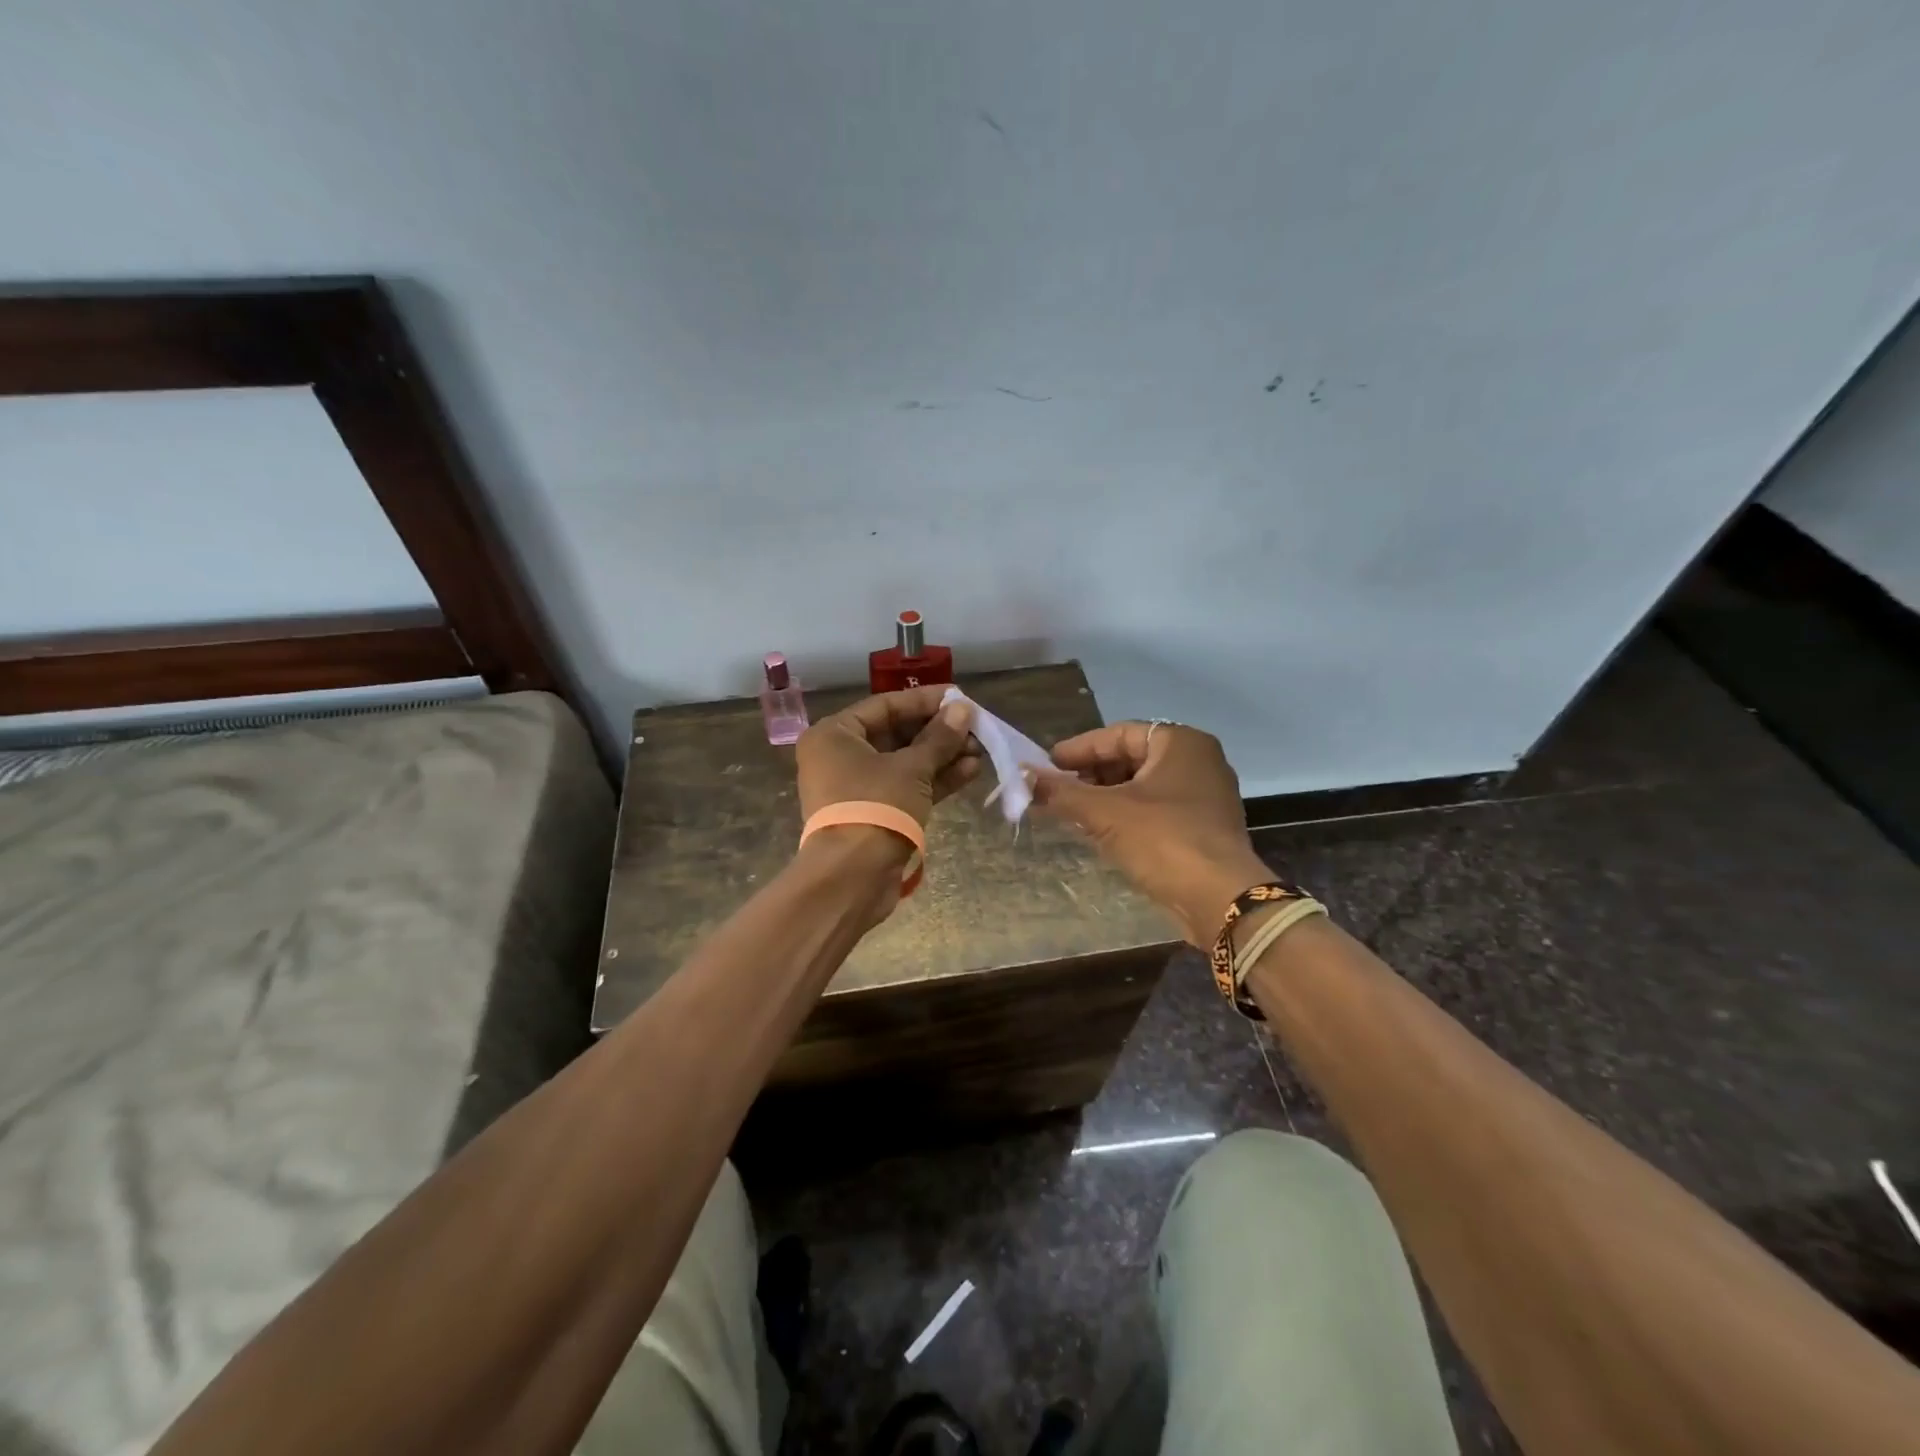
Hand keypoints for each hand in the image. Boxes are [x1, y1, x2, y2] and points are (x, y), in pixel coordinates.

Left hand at [795, 686, 980, 826]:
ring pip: (905, 763)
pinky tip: (970, 771)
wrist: (853, 877)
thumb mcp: (912, 768)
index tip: (960, 697)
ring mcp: (857, 787)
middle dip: (939, 732)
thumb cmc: (876, 806)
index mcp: (835, 735)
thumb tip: (964, 709)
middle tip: (976, 728)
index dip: (925, 700)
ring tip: (980, 750)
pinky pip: (906, 787)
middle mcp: (840, 756)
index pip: (886, 705)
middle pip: (896, 734)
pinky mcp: (874, 813)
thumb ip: (940, 737)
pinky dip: (935, 779)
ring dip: (942, 756)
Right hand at [1028, 721, 1269, 945]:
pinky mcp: (1204, 827)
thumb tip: (1021, 777)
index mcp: (1181, 742)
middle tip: (1057, 789)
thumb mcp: (1104, 813)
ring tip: (1071, 810)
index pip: (1119, 734)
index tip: (1047, 765)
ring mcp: (1205, 796)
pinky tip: (1100, 830)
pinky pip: (1157, 809)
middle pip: (1131, 758)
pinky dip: (1127, 814)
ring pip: (1143, 786)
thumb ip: (1061, 792)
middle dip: (1091, 774)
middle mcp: (1198, 761)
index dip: (1079, 749)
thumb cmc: (1163, 840)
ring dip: (1106, 796)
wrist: (1220, 899)